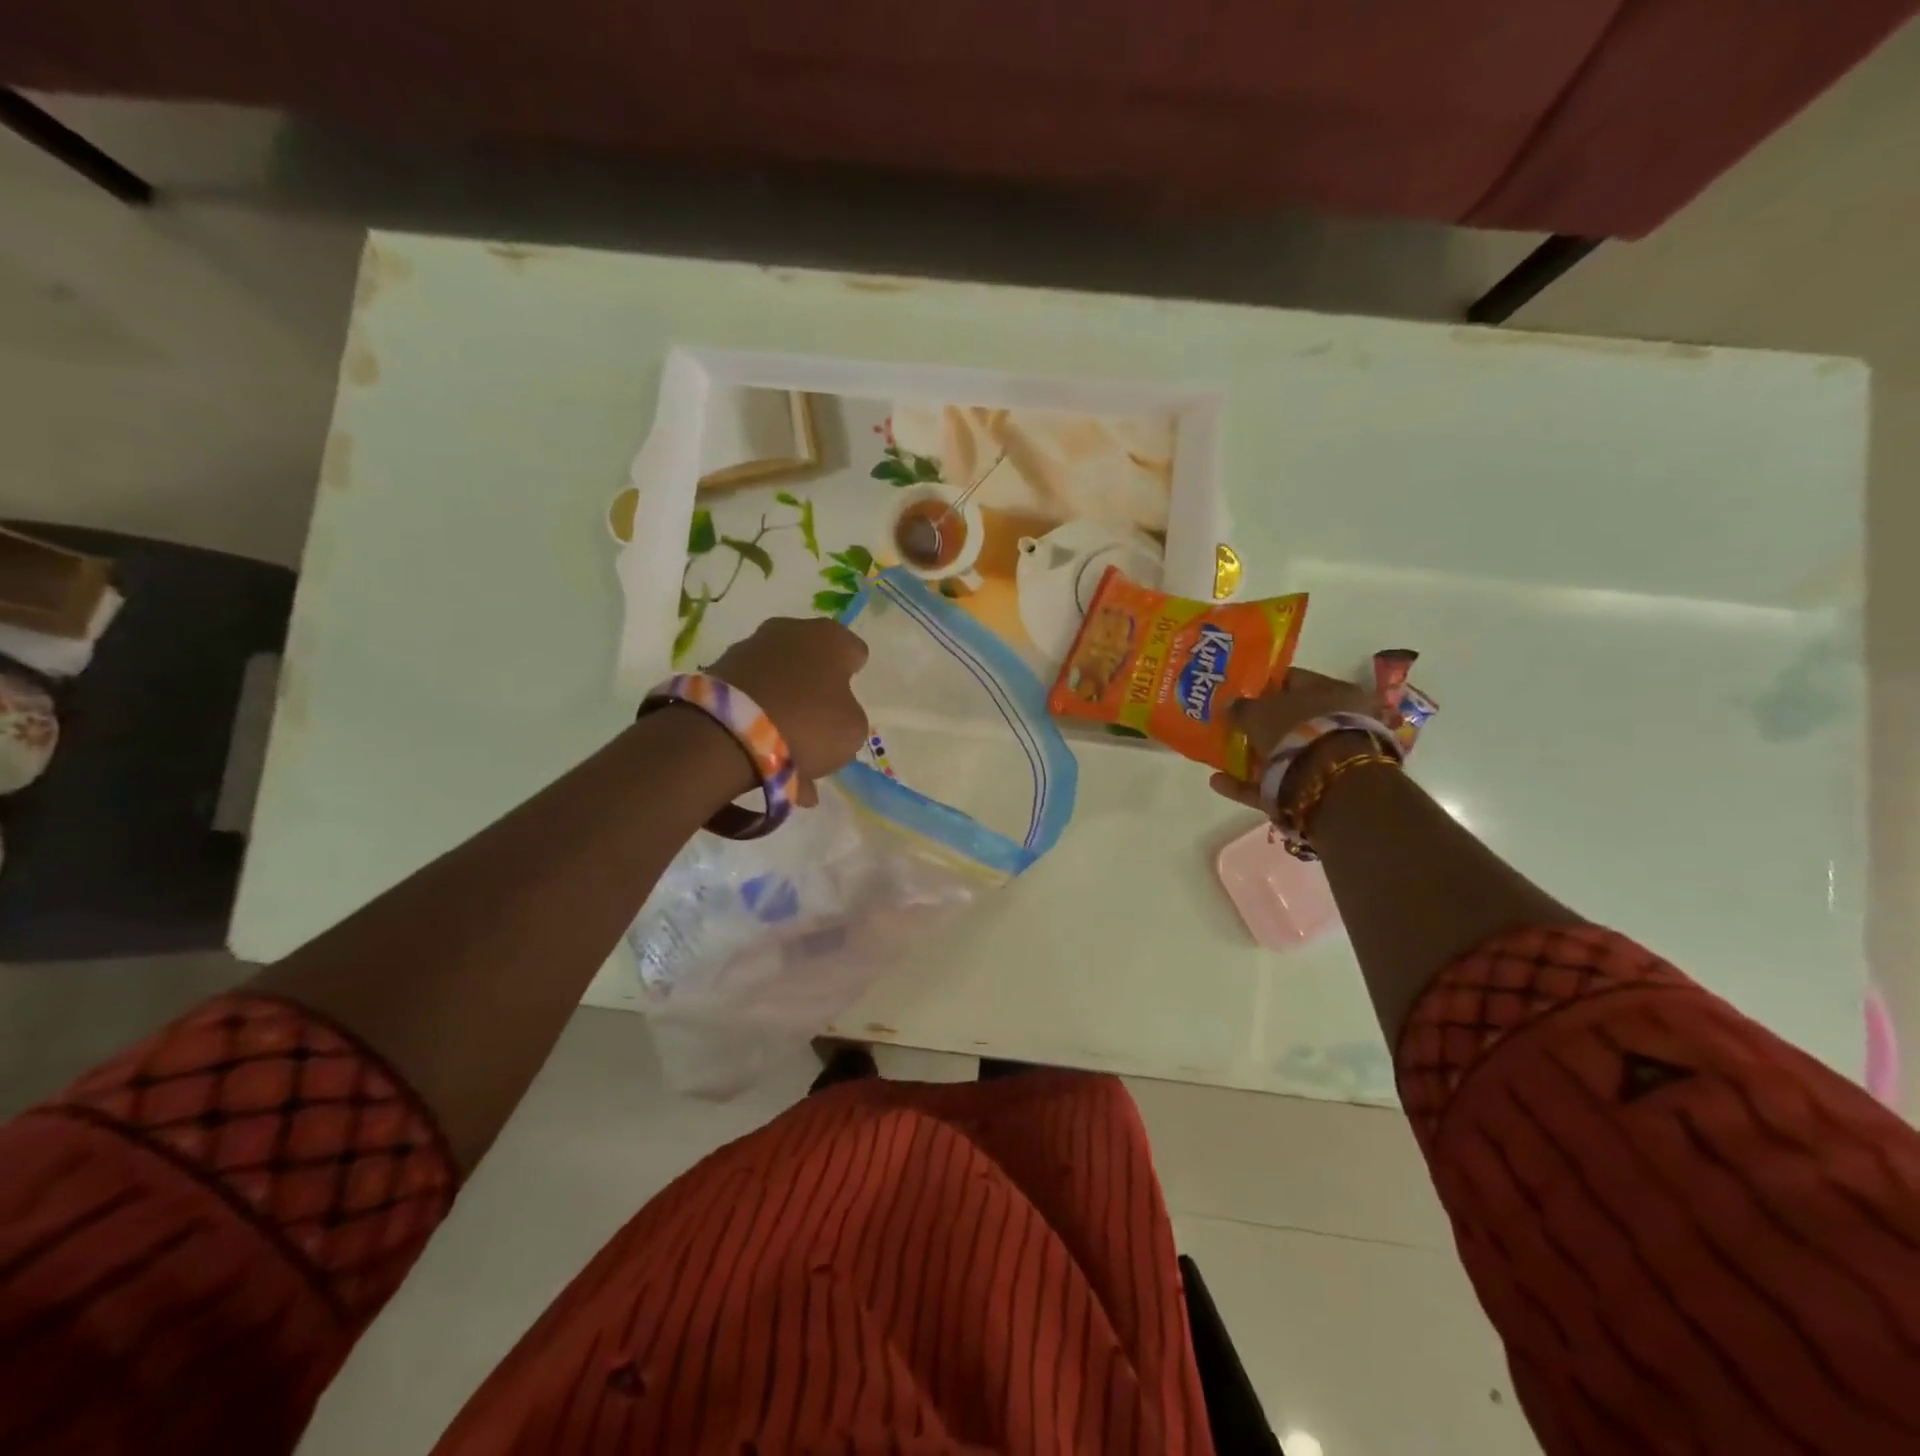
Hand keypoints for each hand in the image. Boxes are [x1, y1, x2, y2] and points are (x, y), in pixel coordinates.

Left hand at [708, 617, 869, 804]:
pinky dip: (757, 712)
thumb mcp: (852, 730)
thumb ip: (850, 713)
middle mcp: (790, 630)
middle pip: (811, 657)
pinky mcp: (718, 668)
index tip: (847, 699)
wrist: (728, 734)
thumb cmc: (807, 724)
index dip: (853, 675)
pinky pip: (751, 692)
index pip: (854, 650)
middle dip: (815, 683)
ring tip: (786, 742)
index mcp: (830, 638)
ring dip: (784, 698)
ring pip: (778, 675)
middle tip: (818, 718)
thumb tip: (834, 710)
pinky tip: (761, 745)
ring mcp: (750, 646)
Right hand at [1209, 666, 1374, 811]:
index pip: (1295, 680)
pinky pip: (1275, 782)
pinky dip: (1247, 783)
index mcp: (1333, 691)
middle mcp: (1338, 722)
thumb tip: (1230, 703)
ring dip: (1253, 756)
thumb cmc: (1296, 728)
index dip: (1265, 685)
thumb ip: (1242, 706)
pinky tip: (1219, 782)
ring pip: (1285, 753)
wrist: (1326, 780)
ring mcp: (1328, 758)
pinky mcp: (1316, 789)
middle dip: (1262, 724)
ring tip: (1220, 757)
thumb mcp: (1259, 709)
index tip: (1239, 692)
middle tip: (1232, 726)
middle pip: (1291, 720)